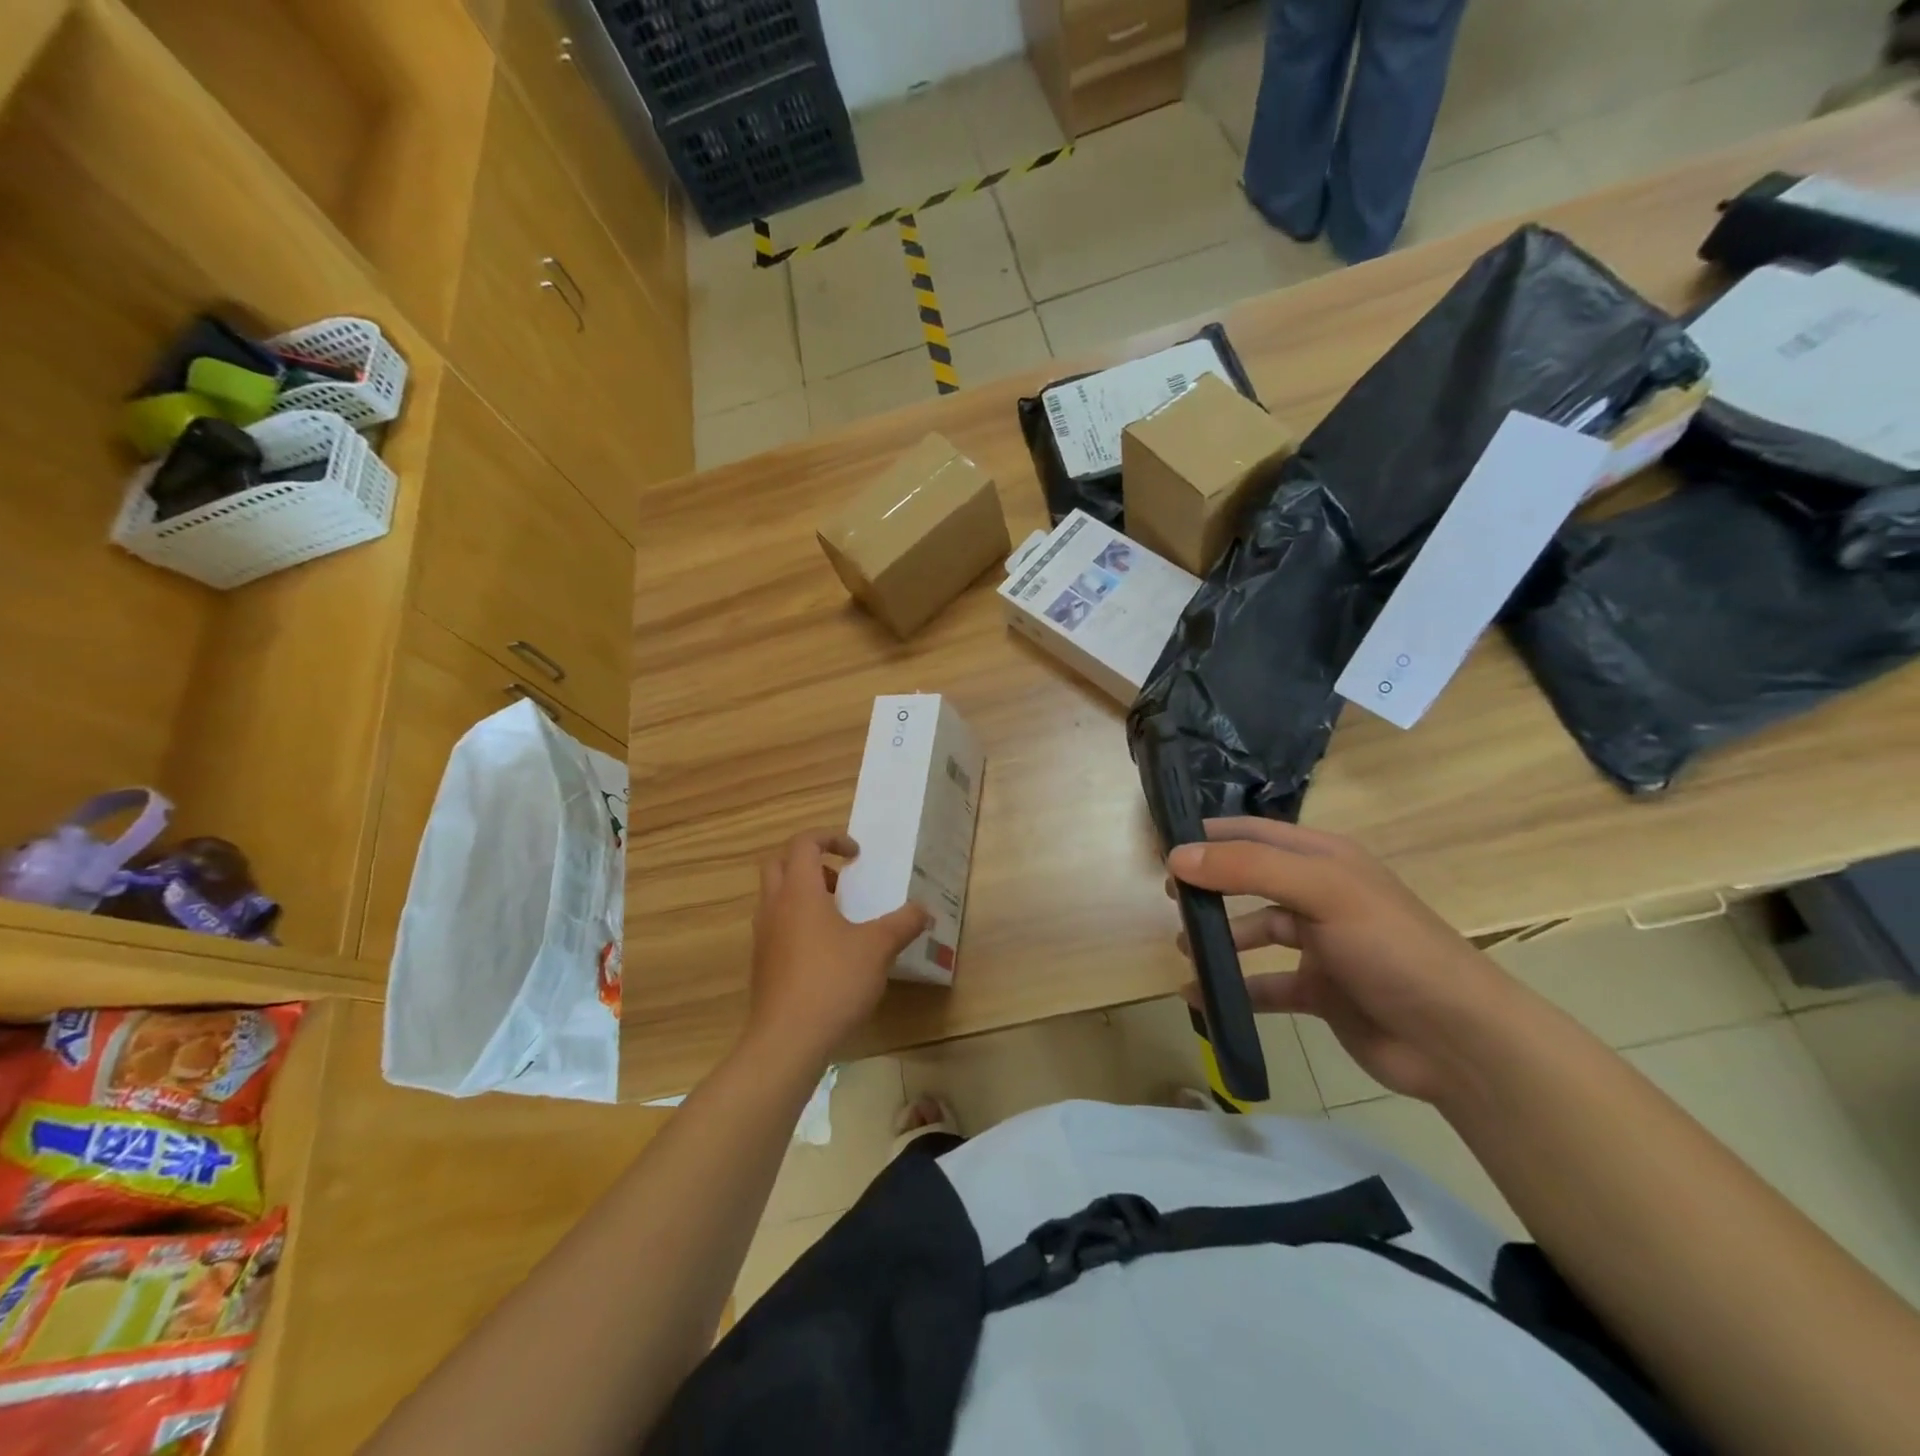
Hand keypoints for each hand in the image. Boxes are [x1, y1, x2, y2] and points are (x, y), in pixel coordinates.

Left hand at [745, 830, 930, 1068]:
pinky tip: (827, 949)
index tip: (856, 854)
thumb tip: (924, 911)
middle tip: (841, 877)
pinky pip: (777, 924)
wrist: (786, 1040)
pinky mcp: (763, 963)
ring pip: (776, 895)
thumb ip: (903, 924)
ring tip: (839, 913)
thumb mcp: (877, 949)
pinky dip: (798, 920)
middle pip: (780, 863)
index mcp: (799, 891)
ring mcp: (764, 936)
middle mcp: (774, 906)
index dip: (830, 837)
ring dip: (804, 891)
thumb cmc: (832, 982)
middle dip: (810, 860)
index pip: (803, 843)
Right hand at [1168, 818, 1515, 1103]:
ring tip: (1187, 951)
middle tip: (1170, 898)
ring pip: (1256, 933)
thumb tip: (1177, 856)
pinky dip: (1235, 990)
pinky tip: (1202, 1000)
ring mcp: (1322, 945)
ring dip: (1220, 941)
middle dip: (1210, 885)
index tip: (1163, 846)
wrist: (1457, 1040)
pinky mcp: (1321, 991)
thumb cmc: (1390, 948)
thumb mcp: (1321, 892)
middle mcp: (1320, 895)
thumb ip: (1248, 869)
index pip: (1255, 833)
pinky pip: (1265, 985)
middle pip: (1251, 880)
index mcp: (1325, 859)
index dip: (1210, 836)